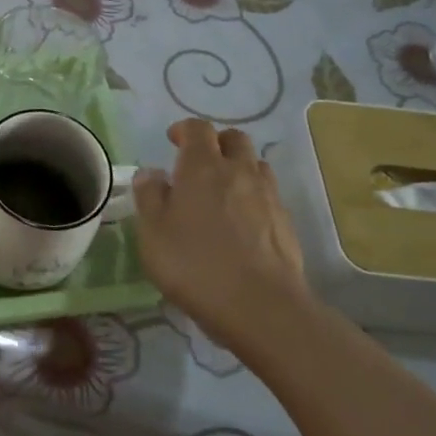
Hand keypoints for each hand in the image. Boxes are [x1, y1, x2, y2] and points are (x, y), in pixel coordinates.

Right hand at [134, 119, 310, 357]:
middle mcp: (239, 171)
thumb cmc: (195, 264)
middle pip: (234, 139)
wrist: (261, 306)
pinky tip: (241, 222)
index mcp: (203, 167)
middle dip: (216, 143)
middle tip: (198, 163)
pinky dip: (253, 196)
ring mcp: (268, 196)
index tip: (172, 141)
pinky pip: (268, 195)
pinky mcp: (286, 223)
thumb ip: (149, 196)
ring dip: (238, 168)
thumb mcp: (153, 232)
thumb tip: (151, 173)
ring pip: (256, 165)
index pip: (198, 129)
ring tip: (222, 191)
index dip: (184, 130)